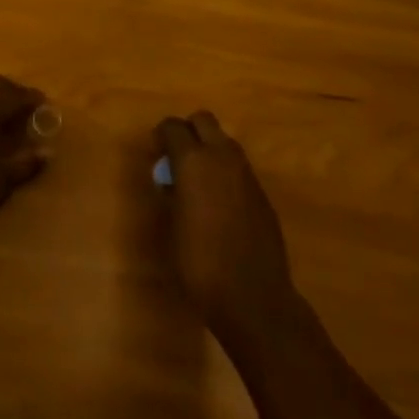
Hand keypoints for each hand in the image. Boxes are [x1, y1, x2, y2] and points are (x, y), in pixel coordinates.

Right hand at [156, 111, 298, 338]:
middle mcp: (222, 157)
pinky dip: (226, 172)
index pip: (173, 126)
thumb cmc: (200, 264)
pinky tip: (221, 203)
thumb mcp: (171, 227)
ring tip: (199, 181)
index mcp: (193, 161)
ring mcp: (246, 173)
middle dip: (188, 131)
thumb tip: (170, 179)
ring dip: (210, 149)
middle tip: (177, 158)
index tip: (155, 154)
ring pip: (225, 140)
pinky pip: (239, 167)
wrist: (254, 298)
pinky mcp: (262, 193)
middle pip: (203, 120)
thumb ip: (170, 193)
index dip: (161, 136)